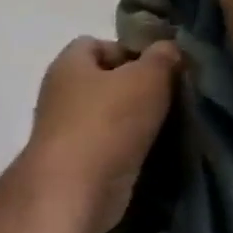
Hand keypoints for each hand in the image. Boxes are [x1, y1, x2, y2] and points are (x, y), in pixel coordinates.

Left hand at [27, 37, 179, 232]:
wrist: (76, 189)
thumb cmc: (107, 122)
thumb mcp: (146, 78)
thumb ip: (161, 58)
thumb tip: (166, 49)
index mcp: (66, 66)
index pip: (94, 44)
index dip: (128, 50)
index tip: (161, 66)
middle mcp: (59, 96)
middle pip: (104, 83)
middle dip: (138, 88)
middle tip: (174, 97)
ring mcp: (65, 132)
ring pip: (108, 117)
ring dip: (137, 122)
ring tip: (172, 125)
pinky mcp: (76, 164)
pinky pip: (109, 147)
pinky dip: (130, 149)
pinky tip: (156, 153)